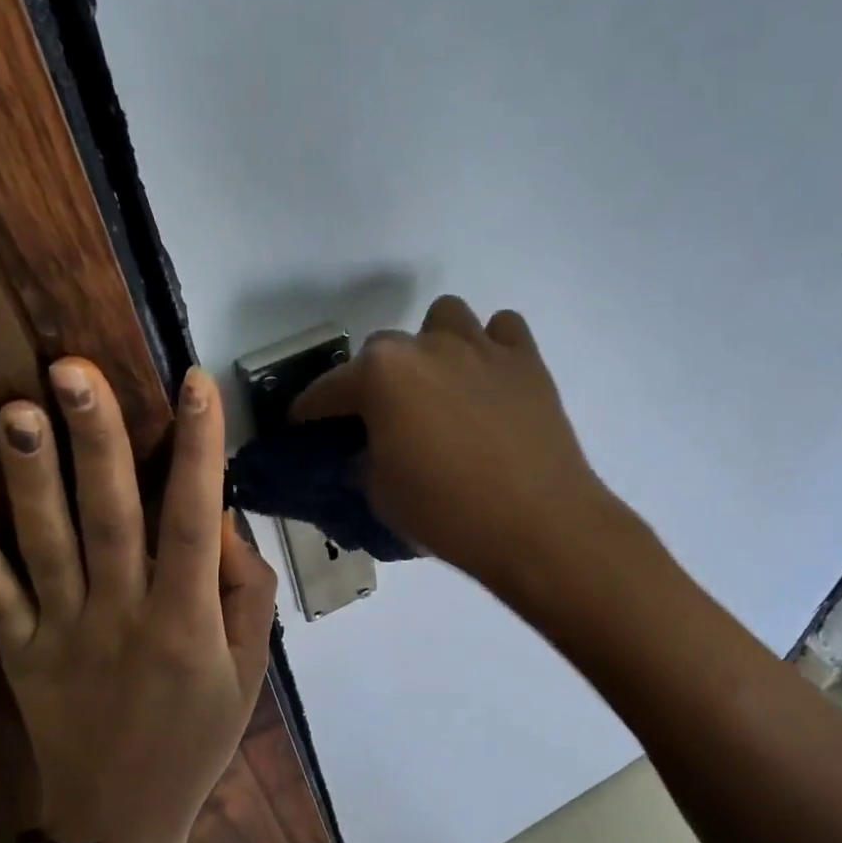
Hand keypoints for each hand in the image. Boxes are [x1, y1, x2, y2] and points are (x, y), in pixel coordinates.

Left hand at [0, 360, 277, 842]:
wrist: (121, 821)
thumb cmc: (198, 738)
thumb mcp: (250, 670)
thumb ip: (247, 593)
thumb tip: (222, 521)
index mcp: (186, 621)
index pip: (195, 520)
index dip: (199, 450)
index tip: (195, 384)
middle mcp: (123, 616)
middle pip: (112, 517)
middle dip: (97, 440)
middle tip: (75, 370)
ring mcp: (63, 634)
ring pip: (47, 546)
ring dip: (30, 478)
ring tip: (17, 409)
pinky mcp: (19, 654)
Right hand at [291, 295, 610, 589]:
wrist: (538, 525)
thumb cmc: (448, 514)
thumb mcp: (383, 496)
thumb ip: (363, 463)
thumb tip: (364, 453)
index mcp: (382, 375)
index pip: (328, 389)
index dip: (310, 410)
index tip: (303, 424)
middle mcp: (426, 346)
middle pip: (383, 348)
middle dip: (374, 381)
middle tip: (382, 419)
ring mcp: (481, 347)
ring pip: (445, 318)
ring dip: (433, 345)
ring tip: (439, 385)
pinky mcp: (526, 360)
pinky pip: (502, 331)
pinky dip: (490, 347)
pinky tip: (488, 379)